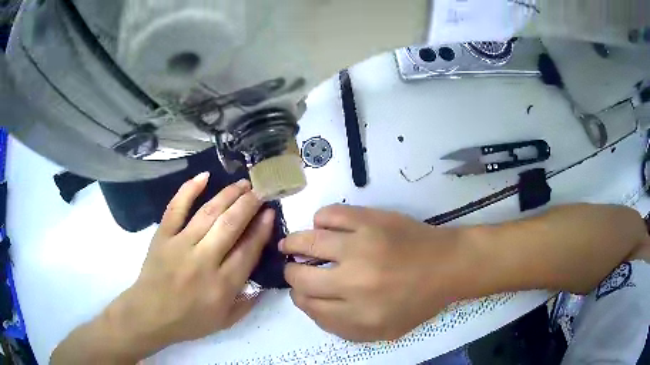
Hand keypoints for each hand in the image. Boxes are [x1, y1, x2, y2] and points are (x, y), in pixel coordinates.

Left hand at [106, 173, 274, 356]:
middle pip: (230, 225)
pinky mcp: (163, 236)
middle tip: (261, 190)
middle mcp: (203, 261)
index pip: (247, 250)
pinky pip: (175, 208)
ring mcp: (180, 245)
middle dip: (249, 204)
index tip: (270, 212)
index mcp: (222, 285)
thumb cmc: (188, 321)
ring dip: (228, 195)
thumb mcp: (225, 321)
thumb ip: (247, 303)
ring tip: (243, 183)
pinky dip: (188, 190)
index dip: (261, 229)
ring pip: (208, 213)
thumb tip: (264, 283)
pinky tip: (203, 176)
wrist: (150, 314)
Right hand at [280, 205, 466, 341]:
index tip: (302, 291)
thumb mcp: (383, 330)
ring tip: (290, 245)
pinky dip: (319, 222)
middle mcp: (355, 283)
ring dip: (293, 244)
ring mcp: (362, 247)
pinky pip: (329, 215)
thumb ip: (342, 327)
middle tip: (297, 269)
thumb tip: (310, 306)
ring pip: (307, 243)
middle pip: (301, 278)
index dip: (299, 297)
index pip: (309, 306)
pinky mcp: (370, 220)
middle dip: (292, 274)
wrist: (448, 266)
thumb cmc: (418, 301)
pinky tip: (322, 228)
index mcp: (360, 315)